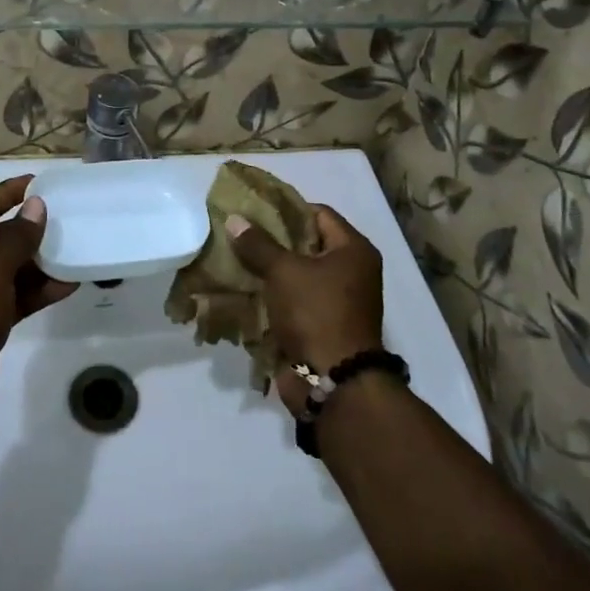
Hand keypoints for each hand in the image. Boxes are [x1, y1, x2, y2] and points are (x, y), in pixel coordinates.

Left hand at [0, 176, 76, 411]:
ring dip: (37, 262)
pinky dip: (36, 290)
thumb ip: (17, 238)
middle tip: (61, 219)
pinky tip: (67, 284)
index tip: (38, 184)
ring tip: (71, 250)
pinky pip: (12, 295)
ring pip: (6, 268)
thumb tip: (36, 207)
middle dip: (27, 230)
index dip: (7, 193)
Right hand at [227, 206, 383, 415]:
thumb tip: (235, 219)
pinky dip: (272, 296)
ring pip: (297, 275)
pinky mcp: (322, 326)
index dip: (287, 209)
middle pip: (307, 244)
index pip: (319, 214)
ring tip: (235, 259)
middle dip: (273, 240)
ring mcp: (338, 302)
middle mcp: (352, 273)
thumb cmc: (316, 314)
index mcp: (354, 251)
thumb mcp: (284, 272)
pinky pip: (293, 301)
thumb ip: (258, 244)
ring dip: (269, 270)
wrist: (333, 381)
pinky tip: (244, 289)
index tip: (254, 209)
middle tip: (239, 232)